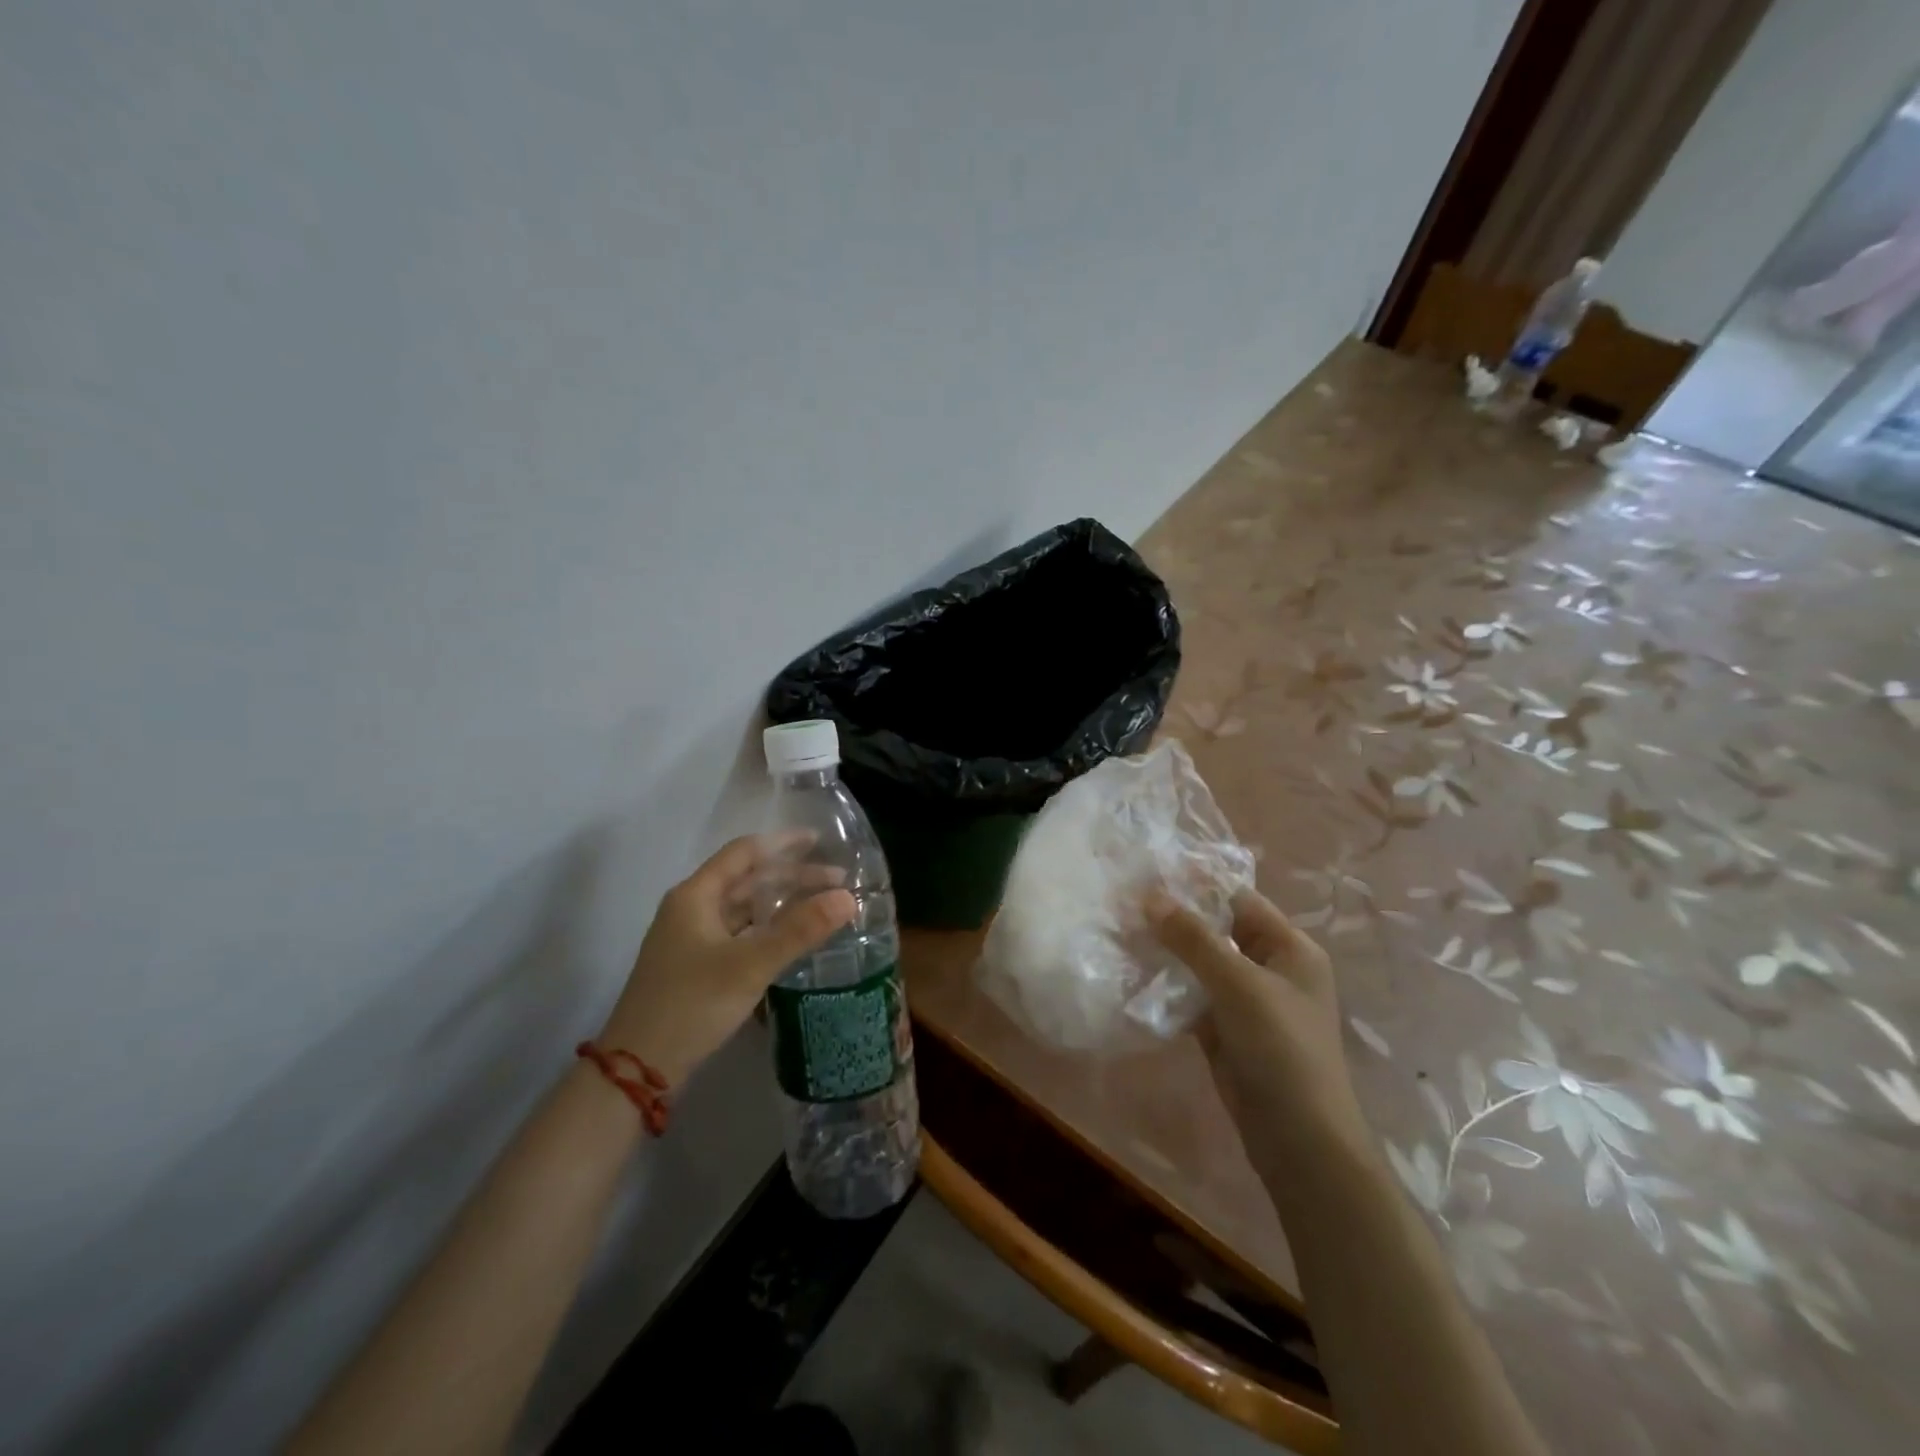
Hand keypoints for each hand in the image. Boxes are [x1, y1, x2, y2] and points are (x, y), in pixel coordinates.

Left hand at [600, 836, 855, 1085]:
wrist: (638, 1069)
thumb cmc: (691, 1004)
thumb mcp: (750, 964)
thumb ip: (800, 930)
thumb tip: (848, 898)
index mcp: (696, 895)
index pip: (744, 853)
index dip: (783, 843)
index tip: (821, 842)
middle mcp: (691, 909)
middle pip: (747, 880)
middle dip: (791, 876)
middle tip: (837, 880)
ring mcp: (692, 939)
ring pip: (744, 908)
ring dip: (781, 903)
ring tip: (822, 905)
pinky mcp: (697, 966)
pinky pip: (740, 933)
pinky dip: (769, 929)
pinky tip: (793, 938)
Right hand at [1147, 887, 1367, 1159]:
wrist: (1299, 1141)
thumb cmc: (1282, 1050)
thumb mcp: (1239, 985)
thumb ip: (1194, 938)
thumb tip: (1150, 897)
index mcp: (1289, 948)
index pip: (1238, 900)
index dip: (1196, 885)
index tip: (1148, 873)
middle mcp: (1270, 967)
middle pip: (1216, 930)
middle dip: (1174, 918)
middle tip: (1124, 901)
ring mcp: (1246, 1001)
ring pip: (1199, 963)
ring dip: (1166, 952)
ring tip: (1119, 931)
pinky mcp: (1224, 1029)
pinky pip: (1191, 995)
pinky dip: (1166, 985)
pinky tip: (1131, 973)